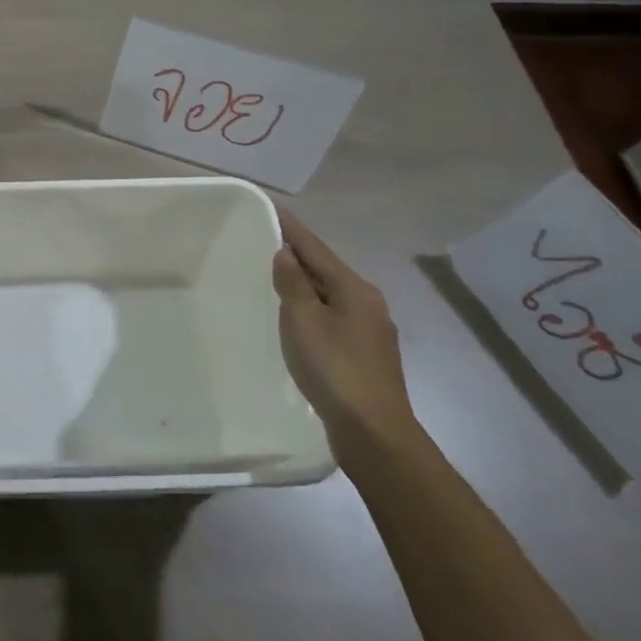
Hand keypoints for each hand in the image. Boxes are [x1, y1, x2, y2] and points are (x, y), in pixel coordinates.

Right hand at [273, 208, 418, 453]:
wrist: (373, 432)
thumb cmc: (334, 367)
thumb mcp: (303, 319)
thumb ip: (293, 283)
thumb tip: (286, 254)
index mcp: (355, 289)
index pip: (316, 249)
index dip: (292, 229)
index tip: (272, 209)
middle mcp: (368, 303)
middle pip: (327, 270)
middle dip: (299, 256)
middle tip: (266, 241)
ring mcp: (371, 331)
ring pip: (331, 295)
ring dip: (305, 284)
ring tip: (276, 276)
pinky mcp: (366, 355)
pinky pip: (333, 317)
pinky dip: (313, 308)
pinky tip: (297, 317)